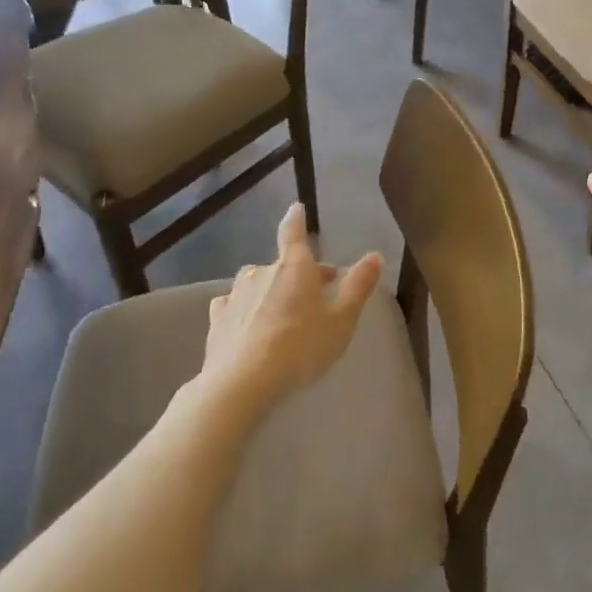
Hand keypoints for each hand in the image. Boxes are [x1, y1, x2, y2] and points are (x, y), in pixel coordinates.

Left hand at [202, 203, 383, 406]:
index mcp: (294, 267)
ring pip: (259, 284)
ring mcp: (235, 294)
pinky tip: (249, 327)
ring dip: (272, 292)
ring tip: (283, 316)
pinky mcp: (217, 319)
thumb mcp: (341, 321)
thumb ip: (358, 286)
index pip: (294, 232)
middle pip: (284, 265)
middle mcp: (262, 272)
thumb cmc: (300, 348)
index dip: (296, 219)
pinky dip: (246, 310)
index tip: (296, 207)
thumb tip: (375, 256)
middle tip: (316, 298)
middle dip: (300, 275)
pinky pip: (236, 305)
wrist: (242, 383)